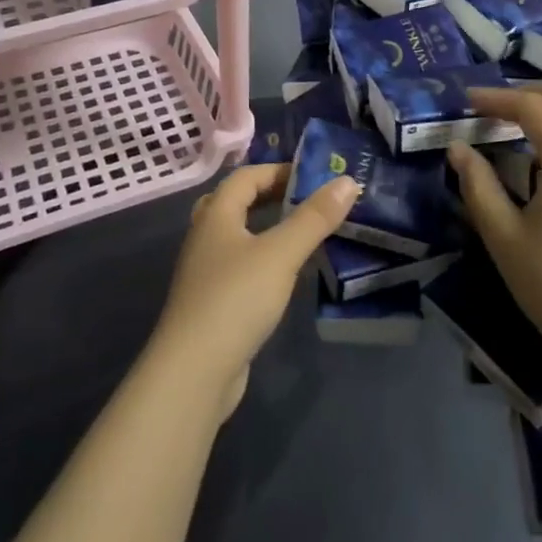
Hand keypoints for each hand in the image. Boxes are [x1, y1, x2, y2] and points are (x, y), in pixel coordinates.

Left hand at [150, 164, 358, 417]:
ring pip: (238, 236)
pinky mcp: (213, 302)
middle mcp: (205, 236)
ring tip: (304, 233)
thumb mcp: (281, 254)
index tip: (314, 176)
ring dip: (268, 229)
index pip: (246, 176)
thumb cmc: (236, 299)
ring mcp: (206, 271)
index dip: (278, 170)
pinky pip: (241, 266)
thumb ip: (314, 218)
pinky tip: (286, 275)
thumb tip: (347, 182)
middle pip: (237, 202)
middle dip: (272, 196)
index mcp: (215, 215)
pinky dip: (264, 260)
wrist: (194, 371)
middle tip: (309, 201)